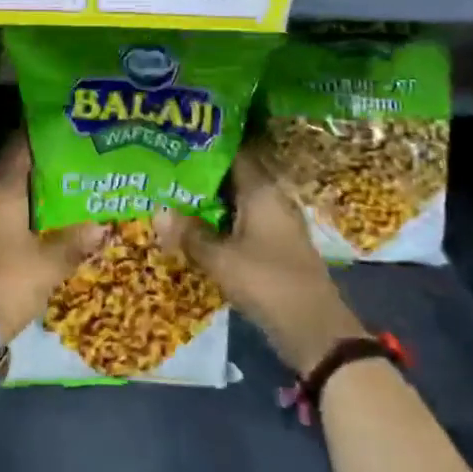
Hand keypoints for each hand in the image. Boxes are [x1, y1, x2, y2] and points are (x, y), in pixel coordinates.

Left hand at [0, 133, 104, 341]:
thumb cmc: (7, 283)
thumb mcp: (48, 265)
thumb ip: (74, 242)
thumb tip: (102, 225)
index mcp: (1, 191)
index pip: (19, 148)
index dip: (38, 132)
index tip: (60, 122)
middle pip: (13, 166)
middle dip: (40, 159)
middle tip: (70, 152)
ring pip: (7, 189)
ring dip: (30, 185)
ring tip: (61, 182)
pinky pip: (0, 209)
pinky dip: (20, 206)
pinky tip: (40, 216)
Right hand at [156, 143, 365, 372]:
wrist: (316, 332)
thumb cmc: (268, 283)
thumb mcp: (221, 260)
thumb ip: (189, 234)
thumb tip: (156, 211)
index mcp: (262, 191)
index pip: (234, 153)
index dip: (206, 144)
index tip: (177, 139)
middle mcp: (272, 199)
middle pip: (234, 177)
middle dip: (202, 174)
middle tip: (166, 167)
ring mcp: (277, 223)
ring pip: (237, 201)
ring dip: (210, 201)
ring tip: (173, 194)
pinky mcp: (276, 246)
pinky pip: (243, 222)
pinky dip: (221, 221)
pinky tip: (197, 228)